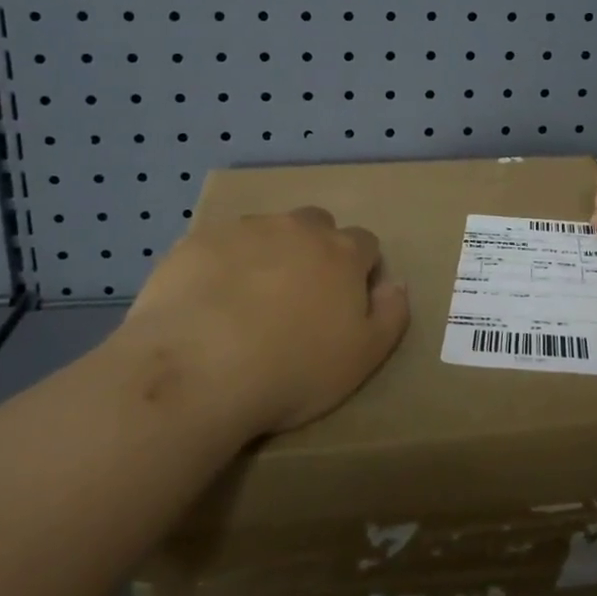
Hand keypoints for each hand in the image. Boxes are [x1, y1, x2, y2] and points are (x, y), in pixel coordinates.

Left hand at [110, 207, 410, 435]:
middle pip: (317, 225)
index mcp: (342, 252)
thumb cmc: (293, 370)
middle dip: (314, 251)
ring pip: (267, 231)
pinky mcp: (199, 241)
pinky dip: (222, 264)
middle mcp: (298, 228)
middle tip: (297, 298)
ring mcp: (246, 229)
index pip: (365, 244)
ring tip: (247, 301)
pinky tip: (207, 302)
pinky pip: (220, 245)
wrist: (199, 368)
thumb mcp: (363, 358)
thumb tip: (397, 284)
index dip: (360, 271)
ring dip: (267, 254)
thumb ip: (391, 315)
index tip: (345, 303)